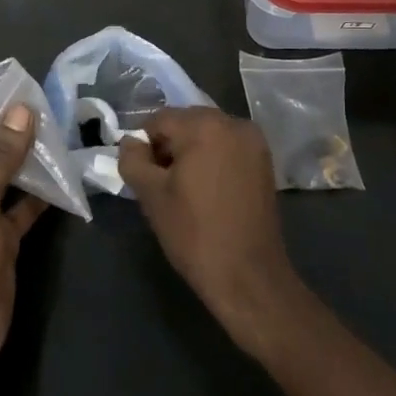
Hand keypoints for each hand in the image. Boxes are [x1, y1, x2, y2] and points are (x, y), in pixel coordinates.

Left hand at [0, 104, 46, 379]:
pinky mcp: (1, 235)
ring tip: (64, 130)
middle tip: (53, 104)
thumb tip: (20, 109)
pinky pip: (22, 203)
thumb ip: (0, 157)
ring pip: (8, 175)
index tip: (21, 85)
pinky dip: (42, 191)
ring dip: (32, 158)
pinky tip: (67, 174)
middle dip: (15, 129)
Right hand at [119, 108, 301, 356]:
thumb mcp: (151, 196)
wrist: (248, 275)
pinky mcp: (265, 161)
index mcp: (204, 126)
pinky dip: (213, 159)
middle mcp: (233, 123)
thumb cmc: (195, 233)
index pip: (159, 120)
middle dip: (170, 147)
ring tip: (185, 190)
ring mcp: (254, 141)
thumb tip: (130, 142)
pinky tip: (208, 191)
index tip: (145, 177)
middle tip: (163, 184)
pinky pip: (228, 147)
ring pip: (208, 134)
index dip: (145, 146)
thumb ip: (132, 160)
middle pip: (186, 123)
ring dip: (192, 152)